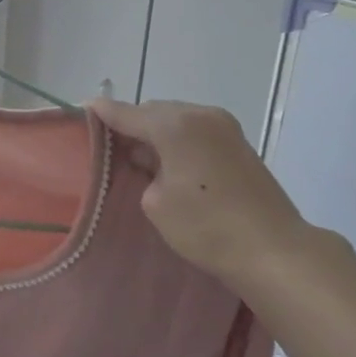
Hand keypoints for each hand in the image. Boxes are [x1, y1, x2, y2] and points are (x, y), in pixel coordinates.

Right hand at [86, 97, 318, 292]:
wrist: (272, 249)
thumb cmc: (205, 226)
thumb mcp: (156, 202)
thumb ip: (144, 170)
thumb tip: (151, 160)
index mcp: (176, 125)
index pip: (128, 113)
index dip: (103, 112)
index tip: (83, 107)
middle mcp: (201, 115)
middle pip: (154, 111)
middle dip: (132, 124)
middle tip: (110, 146)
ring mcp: (224, 127)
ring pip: (177, 120)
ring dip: (156, 134)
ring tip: (138, 157)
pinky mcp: (239, 144)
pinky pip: (196, 132)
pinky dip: (178, 141)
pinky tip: (168, 163)